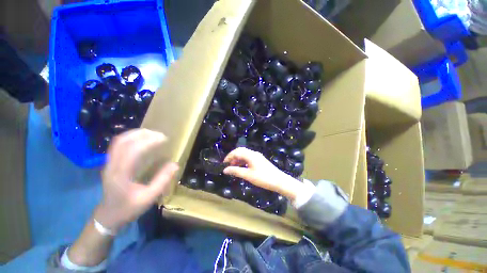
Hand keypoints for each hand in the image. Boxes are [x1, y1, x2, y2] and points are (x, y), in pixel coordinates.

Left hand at [95, 129, 178, 230]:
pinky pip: (118, 145)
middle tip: (159, 135)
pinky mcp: (110, 163)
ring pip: (119, 141)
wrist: (107, 216)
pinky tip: (141, 140)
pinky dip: (131, 138)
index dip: (149, 141)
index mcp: (120, 174)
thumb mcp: (148, 197)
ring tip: (152, 134)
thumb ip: (162, 180)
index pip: (132, 150)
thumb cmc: (128, 208)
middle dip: (142, 134)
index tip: (164, 139)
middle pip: (123, 141)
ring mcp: (108, 163)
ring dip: (136, 134)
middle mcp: (112, 165)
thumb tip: (175, 164)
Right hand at [223, 147, 303, 200]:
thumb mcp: (248, 175)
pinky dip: (243, 162)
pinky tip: (241, 168)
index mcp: (250, 155)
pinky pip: (249, 158)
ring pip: (245, 155)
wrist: (279, 180)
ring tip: (233, 168)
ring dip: (238, 159)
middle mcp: (253, 153)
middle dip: (233, 157)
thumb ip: (236, 171)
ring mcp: (257, 156)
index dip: (229, 157)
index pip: (237, 152)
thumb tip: (225, 170)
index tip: (223, 164)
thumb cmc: (263, 178)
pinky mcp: (260, 160)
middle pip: (241, 151)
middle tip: (228, 165)